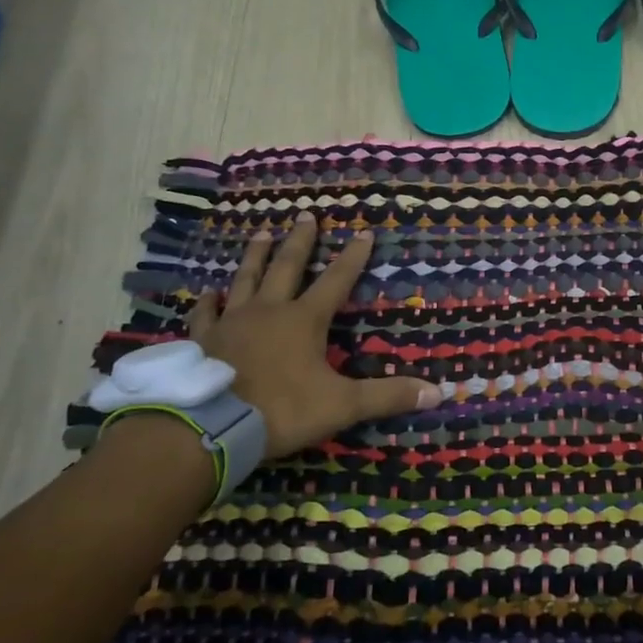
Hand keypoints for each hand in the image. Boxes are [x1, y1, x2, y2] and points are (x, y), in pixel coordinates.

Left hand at [186, 211, 437, 458]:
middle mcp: (269, 311)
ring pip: (246, 279)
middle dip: (300, 241)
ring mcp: (232, 322)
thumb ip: (387, 396)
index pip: (336, 281)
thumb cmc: (282, 410)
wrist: (211, 428)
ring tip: (262, 233)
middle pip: (287, 267)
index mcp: (304, 320)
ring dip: (256, 256)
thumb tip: (439, 393)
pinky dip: (207, 303)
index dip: (353, 258)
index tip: (364, 233)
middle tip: (306, 214)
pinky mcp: (204, 341)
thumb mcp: (342, 405)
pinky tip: (208, 293)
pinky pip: (206, 315)